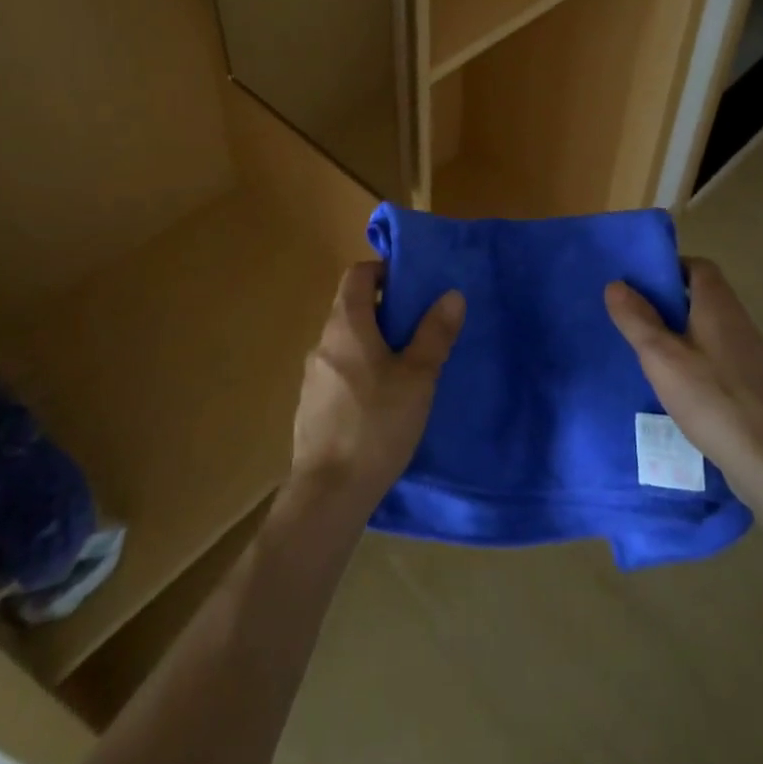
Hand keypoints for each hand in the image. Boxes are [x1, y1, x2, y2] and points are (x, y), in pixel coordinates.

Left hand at [289, 262, 464, 520]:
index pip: (357, 275)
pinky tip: (381, 402)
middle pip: (352, 308)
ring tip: (405, 367)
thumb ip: (434, 333)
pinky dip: (360, 371)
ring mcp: (312, 376)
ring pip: (346, 343)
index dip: (382, 271)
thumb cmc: (377, 424)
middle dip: (385, 311)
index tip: (410, 285)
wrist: (329, 492)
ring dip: (373, 344)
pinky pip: (338, 372)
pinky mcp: (311, 406)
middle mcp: (323, 342)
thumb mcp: (418, 377)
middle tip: (419, 328)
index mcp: (346, 325)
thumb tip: (451, 294)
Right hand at [603, 258, 762, 486]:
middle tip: (635, 317)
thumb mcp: (661, 357)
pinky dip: (696, 359)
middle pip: (703, 296)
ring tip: (649, 352)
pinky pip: (719, 356)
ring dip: (681, 332)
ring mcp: (750, 354)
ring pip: (709, 328)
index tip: (640, 284)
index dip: (670, 268)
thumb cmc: (712, 398)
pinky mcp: (753, 384)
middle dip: (669, 302)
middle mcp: (738, 321)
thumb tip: (616, 284)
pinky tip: (678, 385)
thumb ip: (637, 319)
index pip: (698, 266)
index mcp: (718, 305)